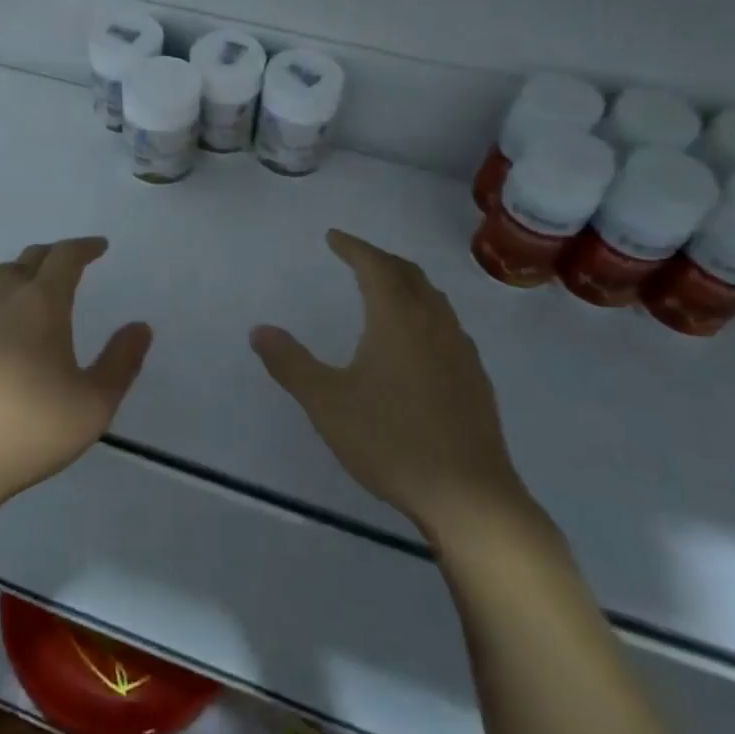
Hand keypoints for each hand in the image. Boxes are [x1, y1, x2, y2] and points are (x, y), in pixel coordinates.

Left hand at [0, 237, 151, 517]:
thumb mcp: (93, 405)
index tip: (100, 247)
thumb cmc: (29, 430)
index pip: (64, 258)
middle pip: (26, 260)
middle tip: (69, 264)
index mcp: (40, 305)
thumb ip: (121, 362)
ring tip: (31, 290)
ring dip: (18, 274)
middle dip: (52, 256)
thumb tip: (141, 327)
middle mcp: (0, 301)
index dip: (84, 247)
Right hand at [249, 230, 530, 533]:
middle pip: (409, 274)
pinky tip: (418, 341)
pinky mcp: (475, 378)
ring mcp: (460, 350)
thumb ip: (290, 363)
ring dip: (407, 283)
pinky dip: (425, 312)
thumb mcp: (327, 403)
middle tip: (356, 257)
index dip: (353, 246)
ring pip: (433, 299)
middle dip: (380, 259)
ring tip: (386, 290)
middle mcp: (433, 324)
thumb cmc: (391, 442)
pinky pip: (447, 325)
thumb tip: (259, 330)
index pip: (375, 266)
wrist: (469, 496)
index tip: (334, 237)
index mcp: (398, 319)